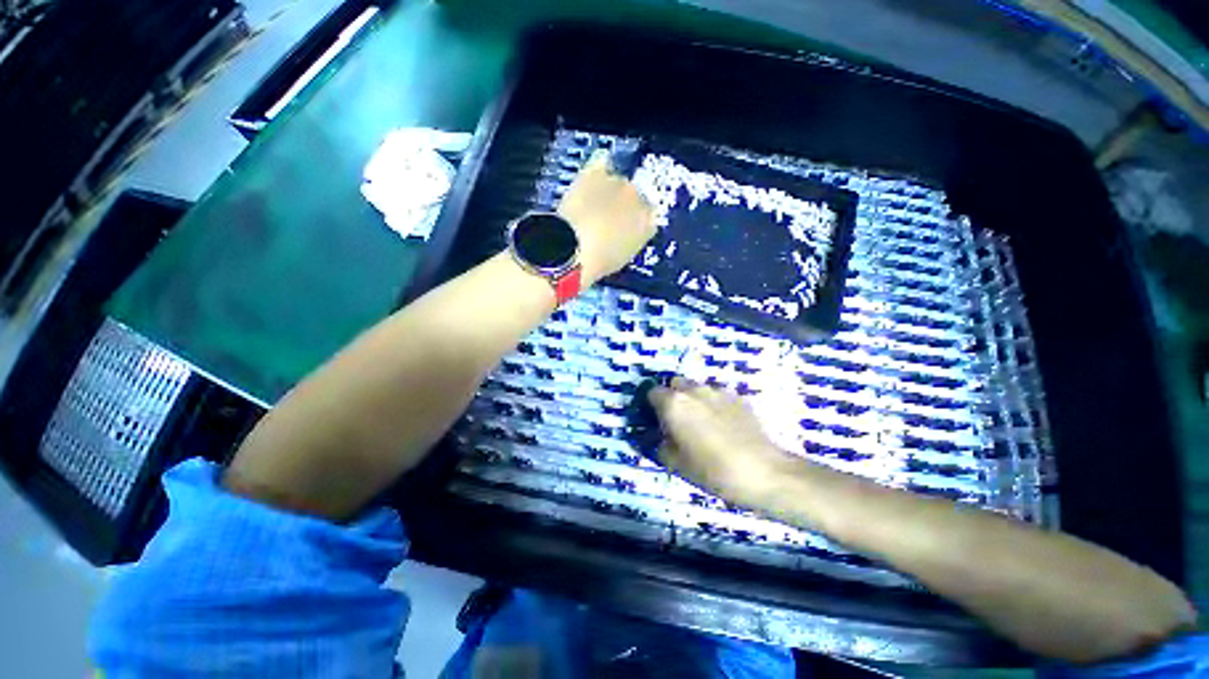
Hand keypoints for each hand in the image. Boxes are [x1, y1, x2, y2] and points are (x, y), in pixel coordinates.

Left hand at [558, 151, 655, 284]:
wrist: (573, 249)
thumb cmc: (598, 262)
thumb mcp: (621, 257)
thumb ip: (630, 241)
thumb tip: (625, 233)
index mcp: (649, 225)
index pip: (650, 216)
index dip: (636, 223)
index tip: (624, 230)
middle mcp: (641, 200)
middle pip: (636, 195)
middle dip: (625, 205)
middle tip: (608, 219)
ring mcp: (618, 184)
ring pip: (619, 180)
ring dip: (610, 190)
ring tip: (595, 204)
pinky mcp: (595, 173)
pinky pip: (601, 161)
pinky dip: (598, 168)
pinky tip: (591, 178)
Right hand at [648, 378, 800, 507]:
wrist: (762, 472)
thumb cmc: (712, 469)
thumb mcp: (676, 464)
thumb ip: (660, 446)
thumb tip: (660, 439)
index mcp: (674, 403)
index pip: (653, 392)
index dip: (652, 406)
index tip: (657, 421)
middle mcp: (694, 390)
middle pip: (676, 384)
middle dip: (673, 397)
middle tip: (679, 421)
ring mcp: (718, 391)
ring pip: (698, 388)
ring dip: (694, 399)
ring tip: (704, 423)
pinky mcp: (738, 397)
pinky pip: (718, 396)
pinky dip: (715, 405)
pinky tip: (725, 426)